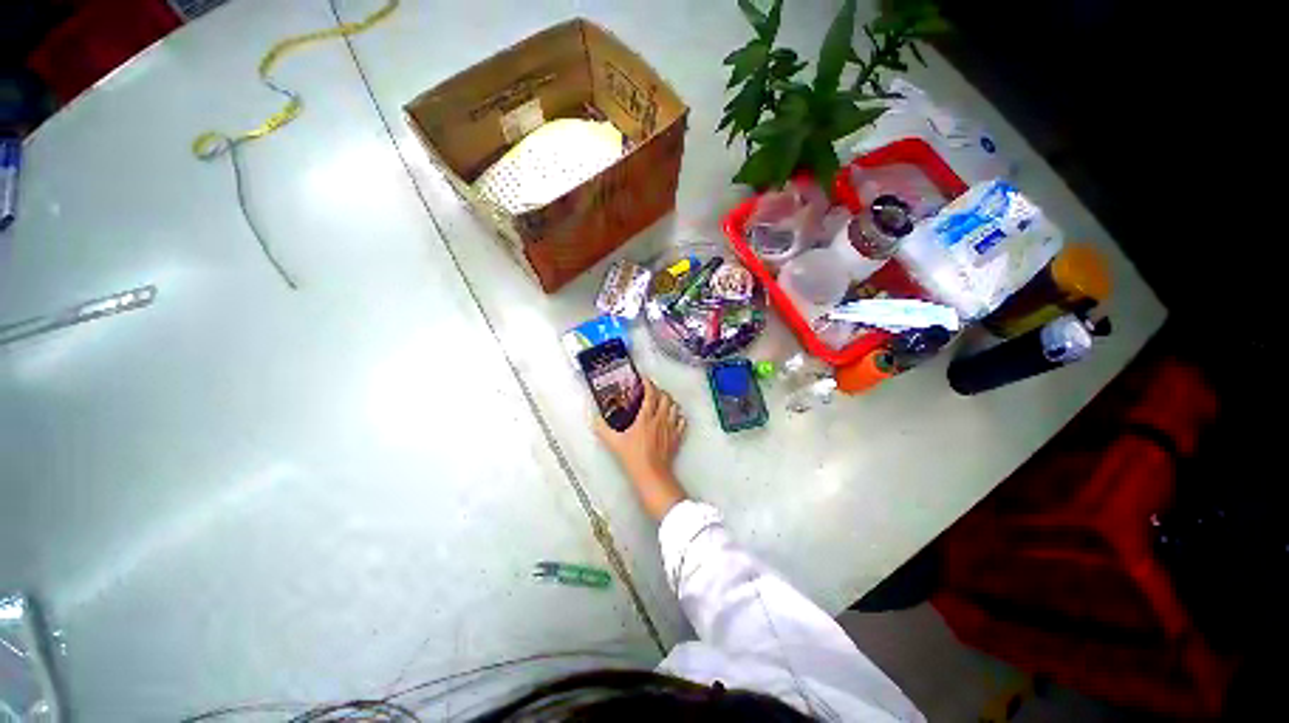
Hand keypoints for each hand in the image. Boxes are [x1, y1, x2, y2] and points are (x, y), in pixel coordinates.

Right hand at [594, 377, 688, 520]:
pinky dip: (678, 416)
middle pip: (665, 397)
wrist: (652, 475)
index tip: (643, 379)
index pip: (650, 393)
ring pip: (675, 407)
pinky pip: (682, 421)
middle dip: (659, 390)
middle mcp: (660, 419)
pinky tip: (673, 417)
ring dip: (669, 401)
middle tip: (652, 390)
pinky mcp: (677, 437)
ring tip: (662, 401)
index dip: (648, 383)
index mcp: (646, 418)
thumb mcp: (613, 443)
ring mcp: (671, 428)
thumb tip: (594, 418)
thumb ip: (602, 429)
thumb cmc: (634, 458)